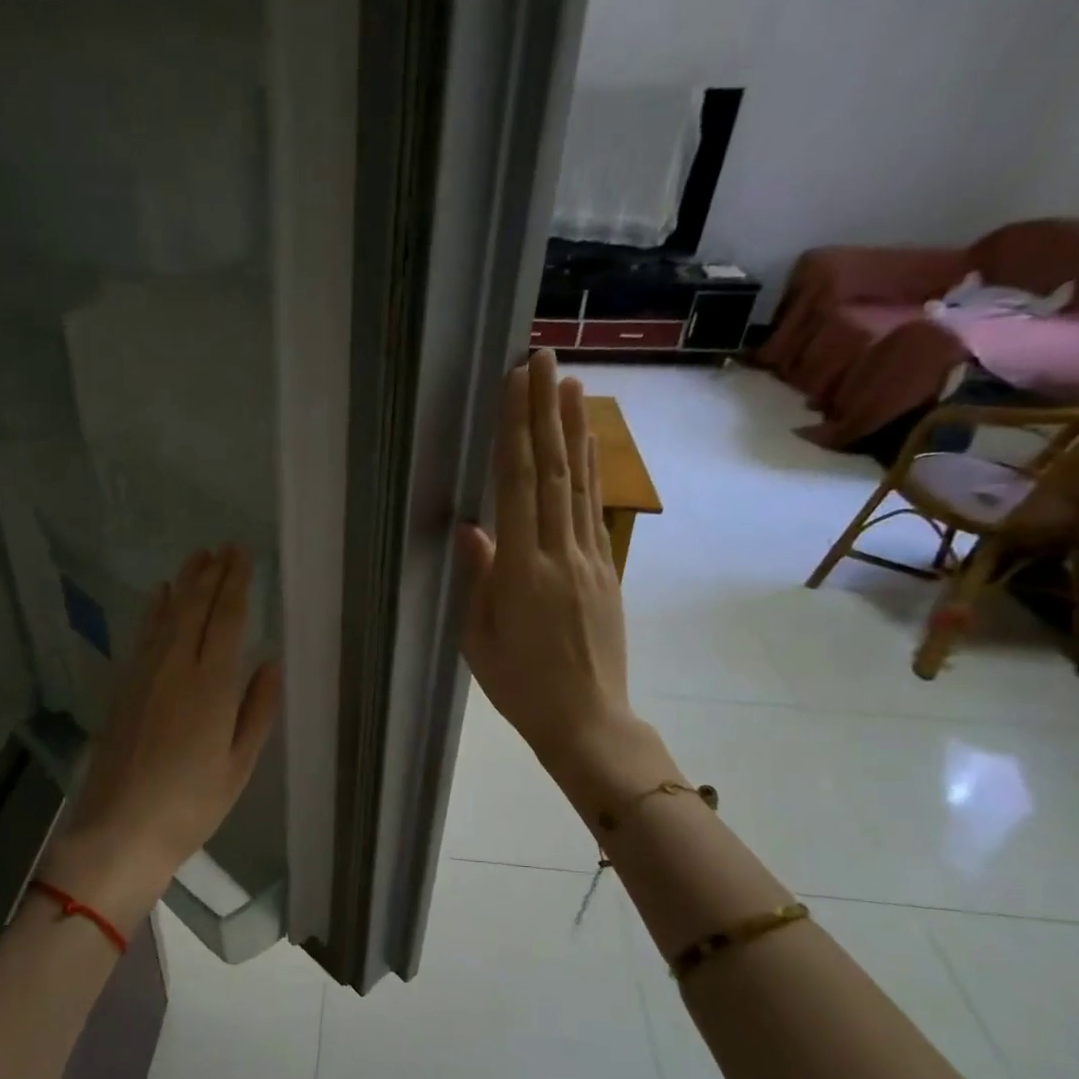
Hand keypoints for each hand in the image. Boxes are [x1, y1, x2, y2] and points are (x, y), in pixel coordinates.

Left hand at [49, 545, 281, 932]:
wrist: (120, 830)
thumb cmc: (190, 805)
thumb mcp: (239, 765)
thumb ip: (258, 710)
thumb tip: (271, 662)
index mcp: (212, 685)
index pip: (227, 618)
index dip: (236, 583)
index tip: (242, 555)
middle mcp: (176, 667)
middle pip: (195, 607)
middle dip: (211, 574)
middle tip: (223, 546)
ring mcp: (144, 674)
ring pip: (166, 614)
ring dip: (183, 583)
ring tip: (197, 557)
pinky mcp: (123, 686)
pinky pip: (142, 634)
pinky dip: (154, 610)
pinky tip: (159, 596)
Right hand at [457, 350, 641, 782]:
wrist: (588, 720)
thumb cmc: (521, 687)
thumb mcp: (480, 639)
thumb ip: (479, 579)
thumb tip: (472, 527)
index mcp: (522, 572)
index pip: (518, 486)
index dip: (516, 431)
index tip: (515, 384)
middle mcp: (560, 553)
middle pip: (553, 470)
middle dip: (546, 411)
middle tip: (542, 358)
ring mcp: (589, 559)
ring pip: (580, 483)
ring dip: (574, 429)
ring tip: (571, 383)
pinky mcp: (606, 570)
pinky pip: (594, 510)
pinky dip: (591, 471)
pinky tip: (587, 446)